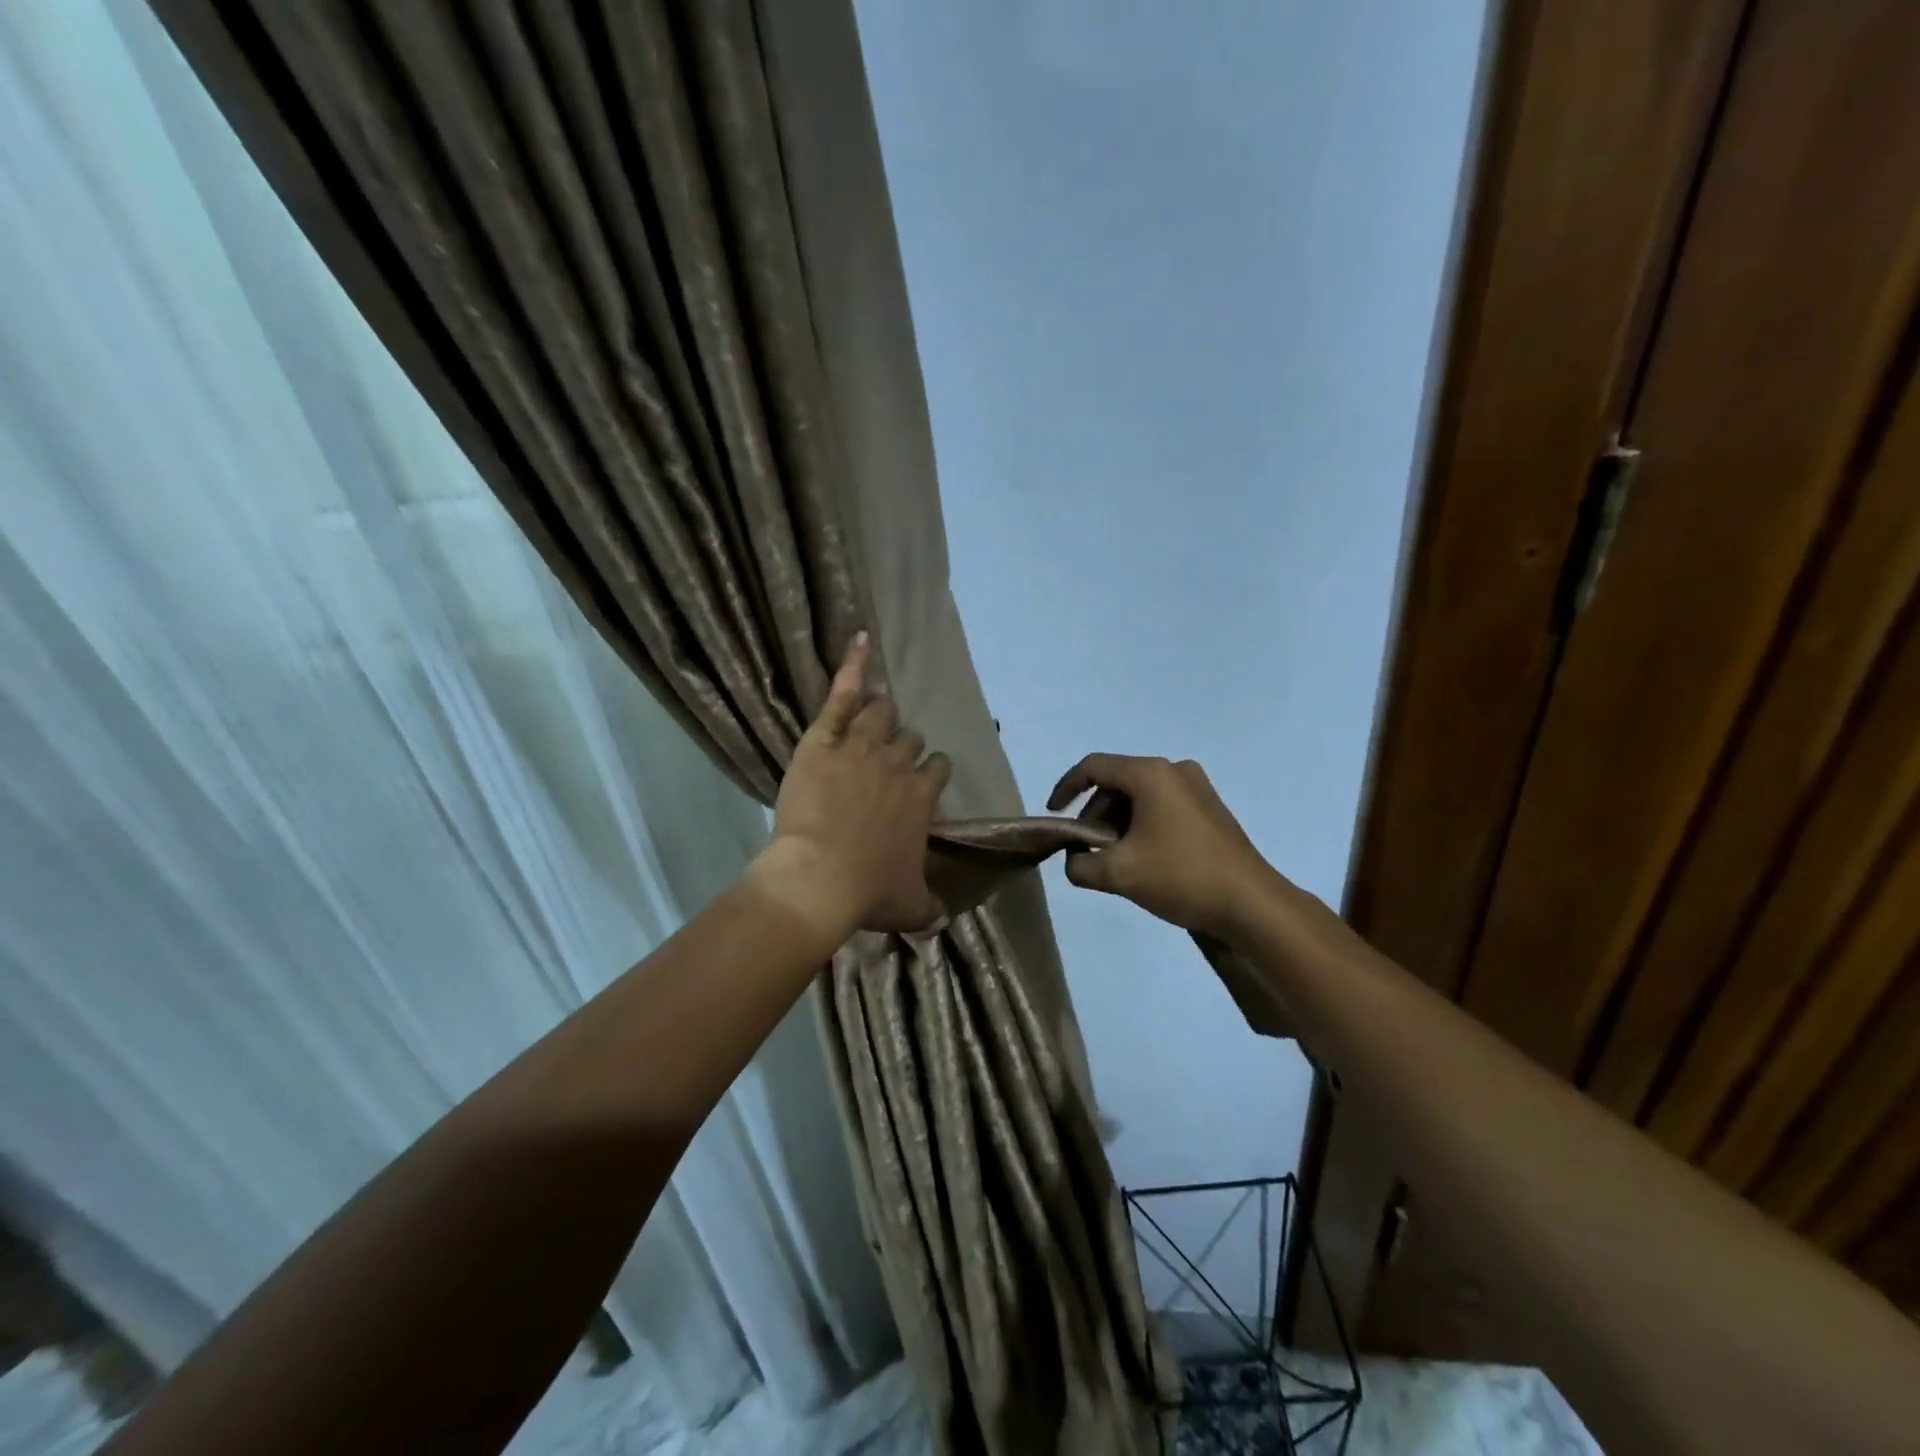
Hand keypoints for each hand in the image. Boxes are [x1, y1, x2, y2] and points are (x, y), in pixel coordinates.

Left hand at [751, 633, 951, 938]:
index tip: (922, 778)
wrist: (819, 878)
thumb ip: (930, 908)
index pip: (938, 768)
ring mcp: (862, 745)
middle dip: (904, 744)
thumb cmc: (867, 893)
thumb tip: (944, 921)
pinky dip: (852, 664)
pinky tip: (859, 640)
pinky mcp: (825, 738)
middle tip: (889, 755)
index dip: (930, 771)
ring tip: (877, 707)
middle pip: (911, 738)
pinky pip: (842, 693)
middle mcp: (899, 764)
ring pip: (881, 713)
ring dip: (881, 712)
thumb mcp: (910, 906)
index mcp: (922, 797)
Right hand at [1047, 754, 1277, 937]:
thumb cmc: (1180, 876)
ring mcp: (1198, 789)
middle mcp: (1175, 771)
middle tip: (1087, 848)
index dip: (1066, 788)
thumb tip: (1074, 860)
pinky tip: (1143, 859)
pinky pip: (1163, 806)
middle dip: (1095, 814)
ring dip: (1118, 822)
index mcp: (1150, 774)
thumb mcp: (1118, 874)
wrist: (1251, 904)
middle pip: (1118, 782)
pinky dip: (1143, 825)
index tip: (1054, 815)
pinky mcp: (1211, 810)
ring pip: (1140, 796)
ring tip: (1114, 859)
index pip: (1093, 767)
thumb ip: (1079, 865)